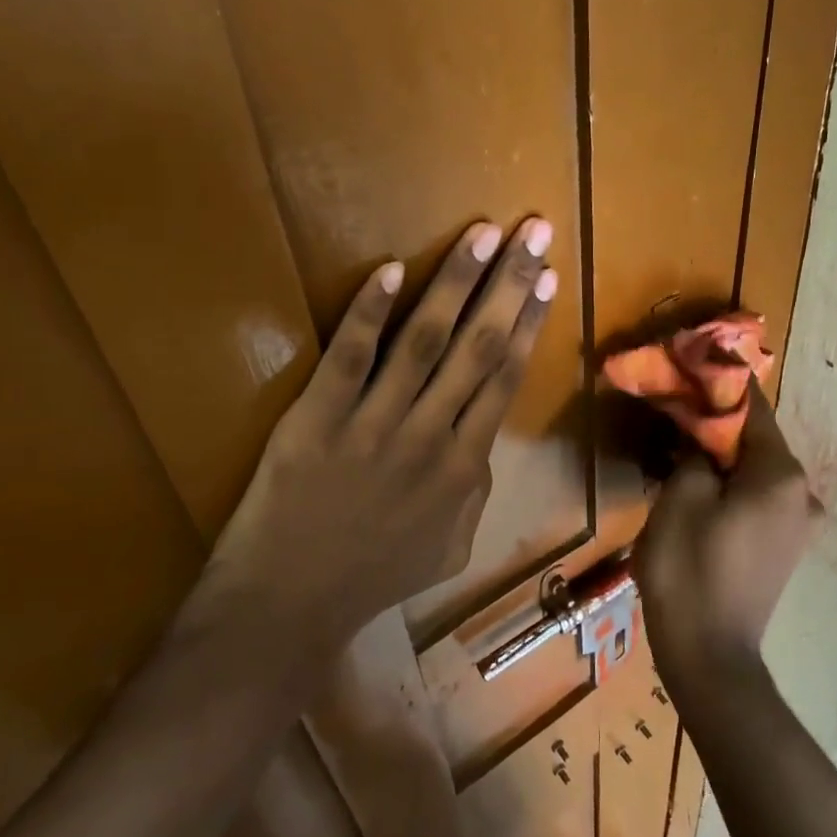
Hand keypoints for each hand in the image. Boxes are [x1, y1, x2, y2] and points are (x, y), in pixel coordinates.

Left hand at [179, 216, 557, 650]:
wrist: (289, 604)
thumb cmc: (373, 576)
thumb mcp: (450, 548)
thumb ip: (477, 491)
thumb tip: (484, 437)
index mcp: (463, 467)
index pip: (504, 377)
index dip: (528, 322)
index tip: (547, 277)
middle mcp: (429, 436)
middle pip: (478, 347)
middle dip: (509, 284)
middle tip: (533, 231)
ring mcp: (374, 424)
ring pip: (424, 341)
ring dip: (456, 282)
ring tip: (483, 233)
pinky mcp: (318, 418)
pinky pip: (349, 358)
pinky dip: (371, 313)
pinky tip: (391, 269)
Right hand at [634, 382, 821, 680]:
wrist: (709, 656)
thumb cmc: (690, 568)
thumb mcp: (680, 497)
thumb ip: (696, 450)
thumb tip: (701, 430)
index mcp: (781, 474)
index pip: (752, 408)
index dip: (718, 386)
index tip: (689, 370)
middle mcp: (802, 493)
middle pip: (754, 440)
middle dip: (714, 424)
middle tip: (673, 414)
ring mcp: (798, 523)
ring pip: (754, 470)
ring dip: (719, 457)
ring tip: (677, 452)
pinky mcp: (785, 547)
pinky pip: (757, 498)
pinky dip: (730, 485)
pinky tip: (697, 490)